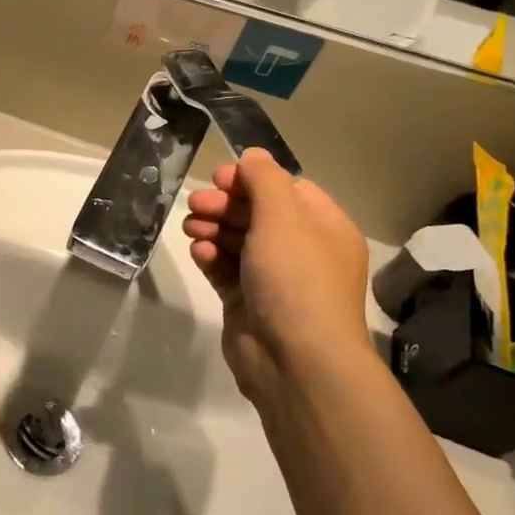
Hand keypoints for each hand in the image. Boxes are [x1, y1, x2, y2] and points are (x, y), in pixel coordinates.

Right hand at [182, 149, 373, 401]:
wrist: (294, 359)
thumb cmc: (295, 280)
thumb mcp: (283, 218)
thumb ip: (264, 180)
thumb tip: (253, 155)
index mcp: (323, 228)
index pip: (286, 189)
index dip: (251, 180)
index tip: (219, 179)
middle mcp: (302, 251)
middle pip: (258, 213)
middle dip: (224, 205)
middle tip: (196, 205)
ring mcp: (274, 278)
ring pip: (238, 241)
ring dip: (213, 229)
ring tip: (191, 228)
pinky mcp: (247, 302)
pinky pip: (226, 269)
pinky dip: (211, 257)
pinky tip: (199, 253)